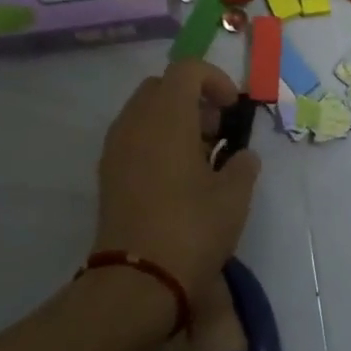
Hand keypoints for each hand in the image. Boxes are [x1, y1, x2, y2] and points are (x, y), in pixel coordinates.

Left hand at [93, 60, 261, 303]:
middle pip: (162, 87)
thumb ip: (242, 166)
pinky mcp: (108, 174)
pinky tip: (178, 177)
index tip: (232, 109)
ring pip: (144, 112)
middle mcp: (134, 123)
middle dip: (193, 99)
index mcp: (166, 117)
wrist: (138, 280)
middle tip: (217, 131)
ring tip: (200, 157)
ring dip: (174, 120)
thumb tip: (242, 156)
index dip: (215, 80)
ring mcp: (115, 148)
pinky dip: (156, 141)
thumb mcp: (234, 197)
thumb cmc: (192, 230)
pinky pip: (133, 137)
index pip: (186, 70)